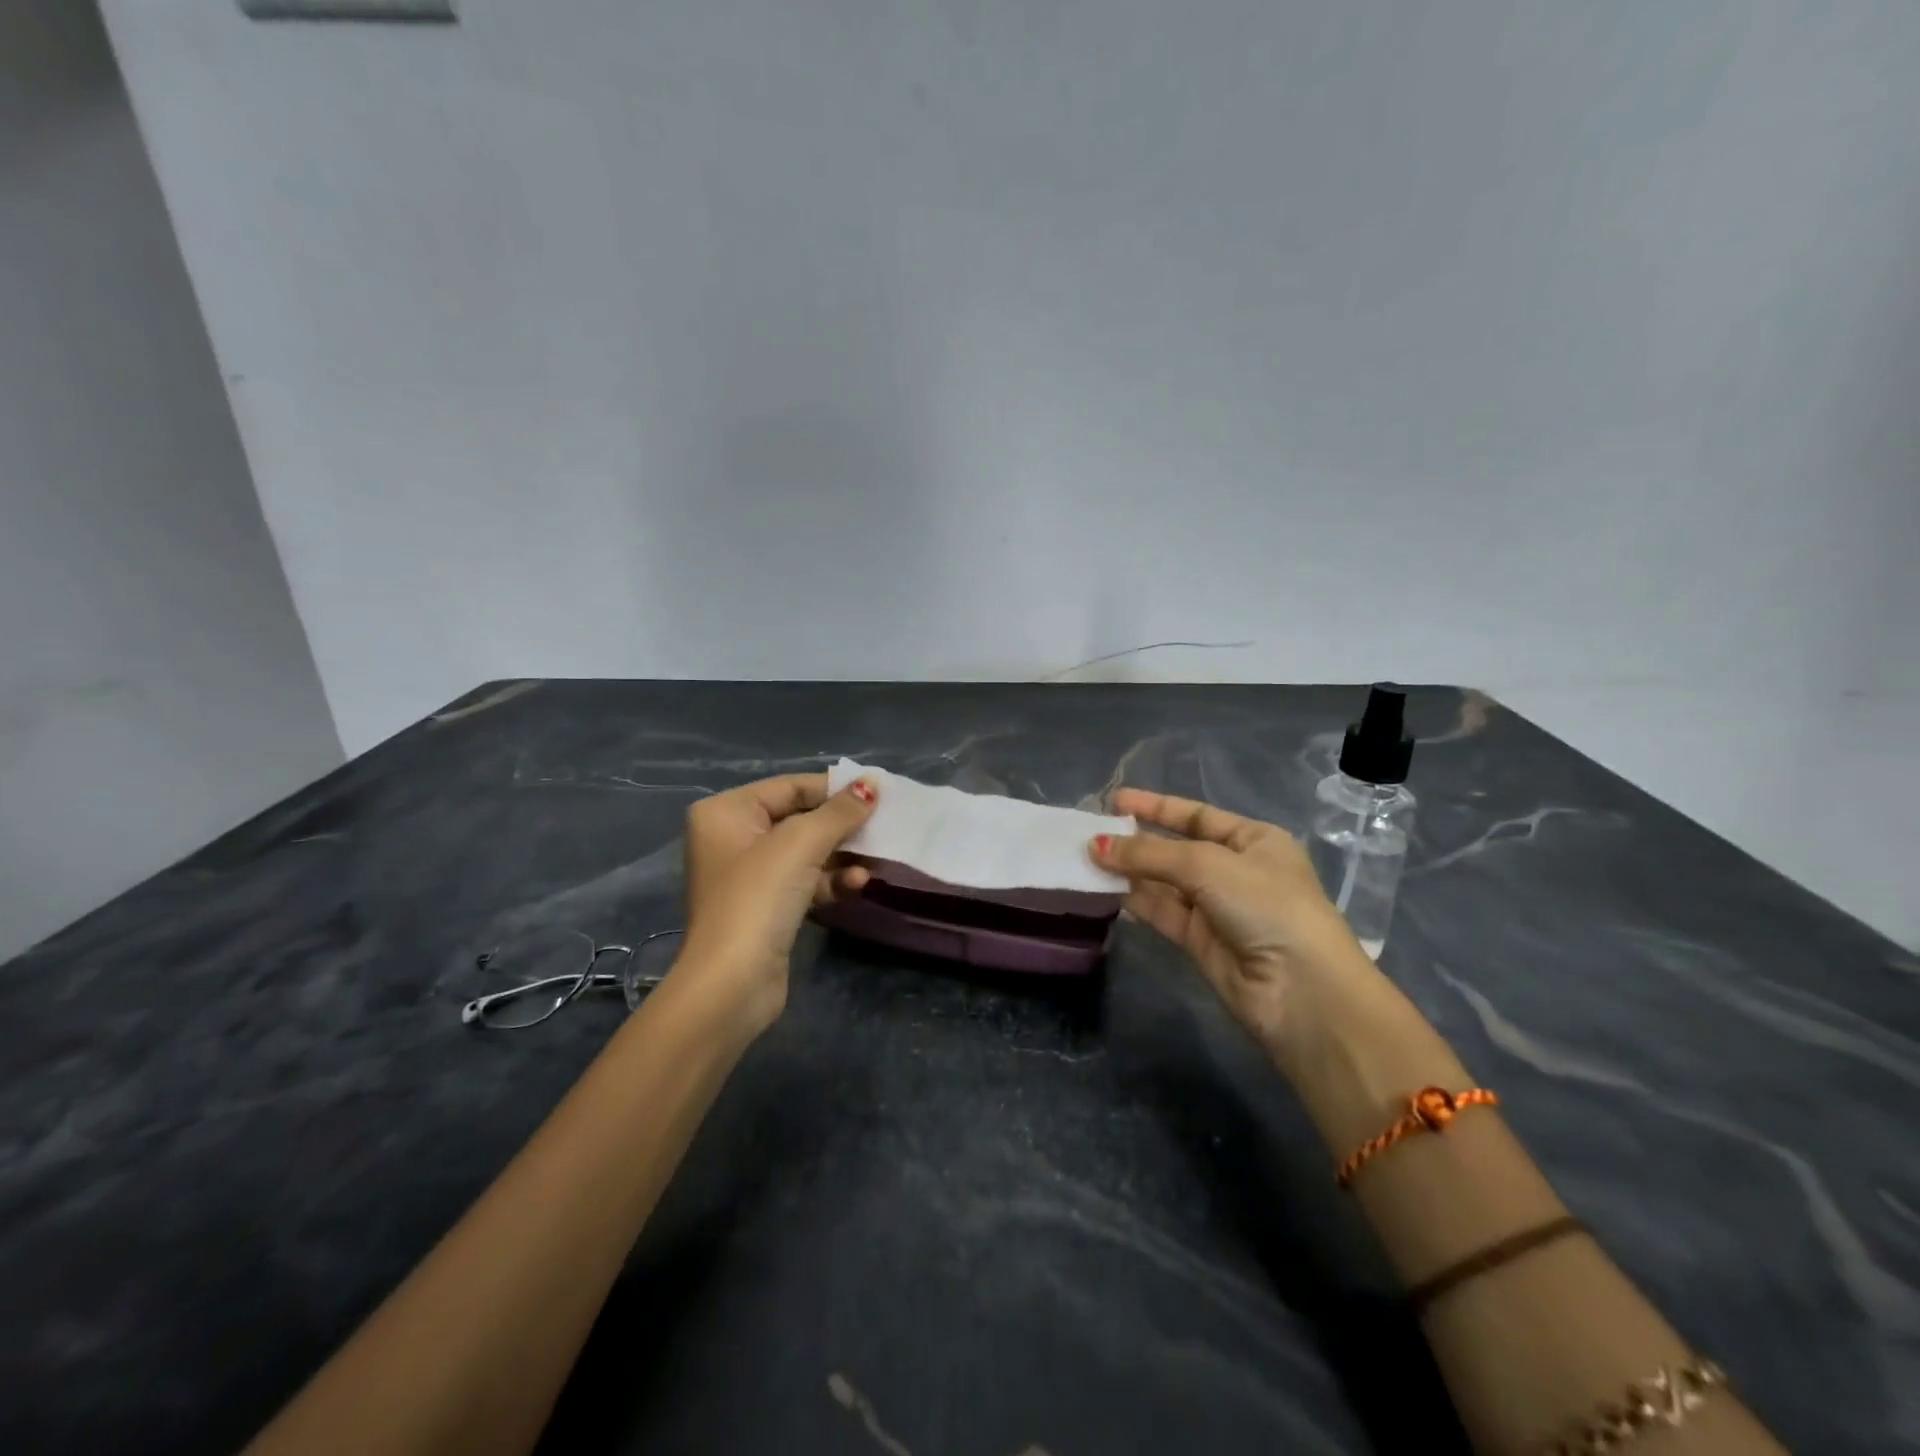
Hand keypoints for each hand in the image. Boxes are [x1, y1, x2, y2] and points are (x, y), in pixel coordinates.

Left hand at [679, 772, 877, 1033]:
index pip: (791, 786)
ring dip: (841, 857)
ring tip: (873, 862)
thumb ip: (840, 811)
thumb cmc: (759, 898)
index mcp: (727, 812)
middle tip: (883, 827)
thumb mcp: (802, 843)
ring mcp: (748, 876)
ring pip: (807, 853)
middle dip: (842, 827)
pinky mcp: (766, 907)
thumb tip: (872, 783)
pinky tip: (856, 885)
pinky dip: (830, 881)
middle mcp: (732, 838)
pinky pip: (805, 882)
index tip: (878, 794)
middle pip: (800, 818)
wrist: (731, 984)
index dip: (835, 789)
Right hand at [1091, 789, 1376, 1047]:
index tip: (1115, 800)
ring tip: (1085, 859)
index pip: (1197, 816)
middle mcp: (1235, 871)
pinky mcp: (1200, 941)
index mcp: (1254, 841)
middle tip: (1090, 834)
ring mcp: (1218, 908)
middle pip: (1176, 849)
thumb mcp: (1209, 866)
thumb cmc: (1267, 906)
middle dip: (1136, 841)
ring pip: (1164, 882)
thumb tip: (1095, 846)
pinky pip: (1161, 911)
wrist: (1302, 993)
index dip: (1156, 806)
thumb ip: (1150, 854)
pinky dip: (1134, 900)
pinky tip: (1104, 888)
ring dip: (1129, 871)